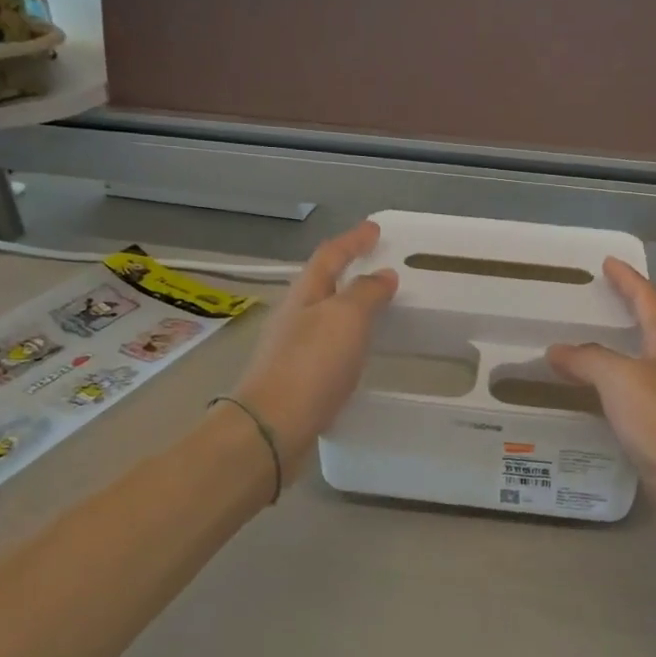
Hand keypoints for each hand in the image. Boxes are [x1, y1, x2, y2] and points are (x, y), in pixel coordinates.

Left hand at [232, 222, 396, 474]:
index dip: (353, 240)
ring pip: (323, 314)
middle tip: (376, 264)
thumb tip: (382, 275)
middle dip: (347, 269)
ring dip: (347, 304)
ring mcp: (292, 348)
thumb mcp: (346, 318)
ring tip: (374, 305)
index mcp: (304, 294)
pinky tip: (357, 350)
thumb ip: (366, 293)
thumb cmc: (311, 364)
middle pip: (322, 282)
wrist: (273, 427)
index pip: (330, 255)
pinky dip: (345, 337)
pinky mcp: (297, 378)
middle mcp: (294, 316)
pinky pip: (326, 345)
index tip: (375, 229)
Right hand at [549, 259, 655, 539]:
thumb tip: (558, 350)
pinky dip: (609, 397)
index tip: (608, 262)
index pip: (649, 301)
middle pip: (650, 333)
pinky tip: (589, 408)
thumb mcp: (624, 382)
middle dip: (623, 314)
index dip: (629, 280)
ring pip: (640, 371)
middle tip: (589, 305)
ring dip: (613, 358)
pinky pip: (632, 406)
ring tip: (578, 354)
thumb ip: (589, 360)